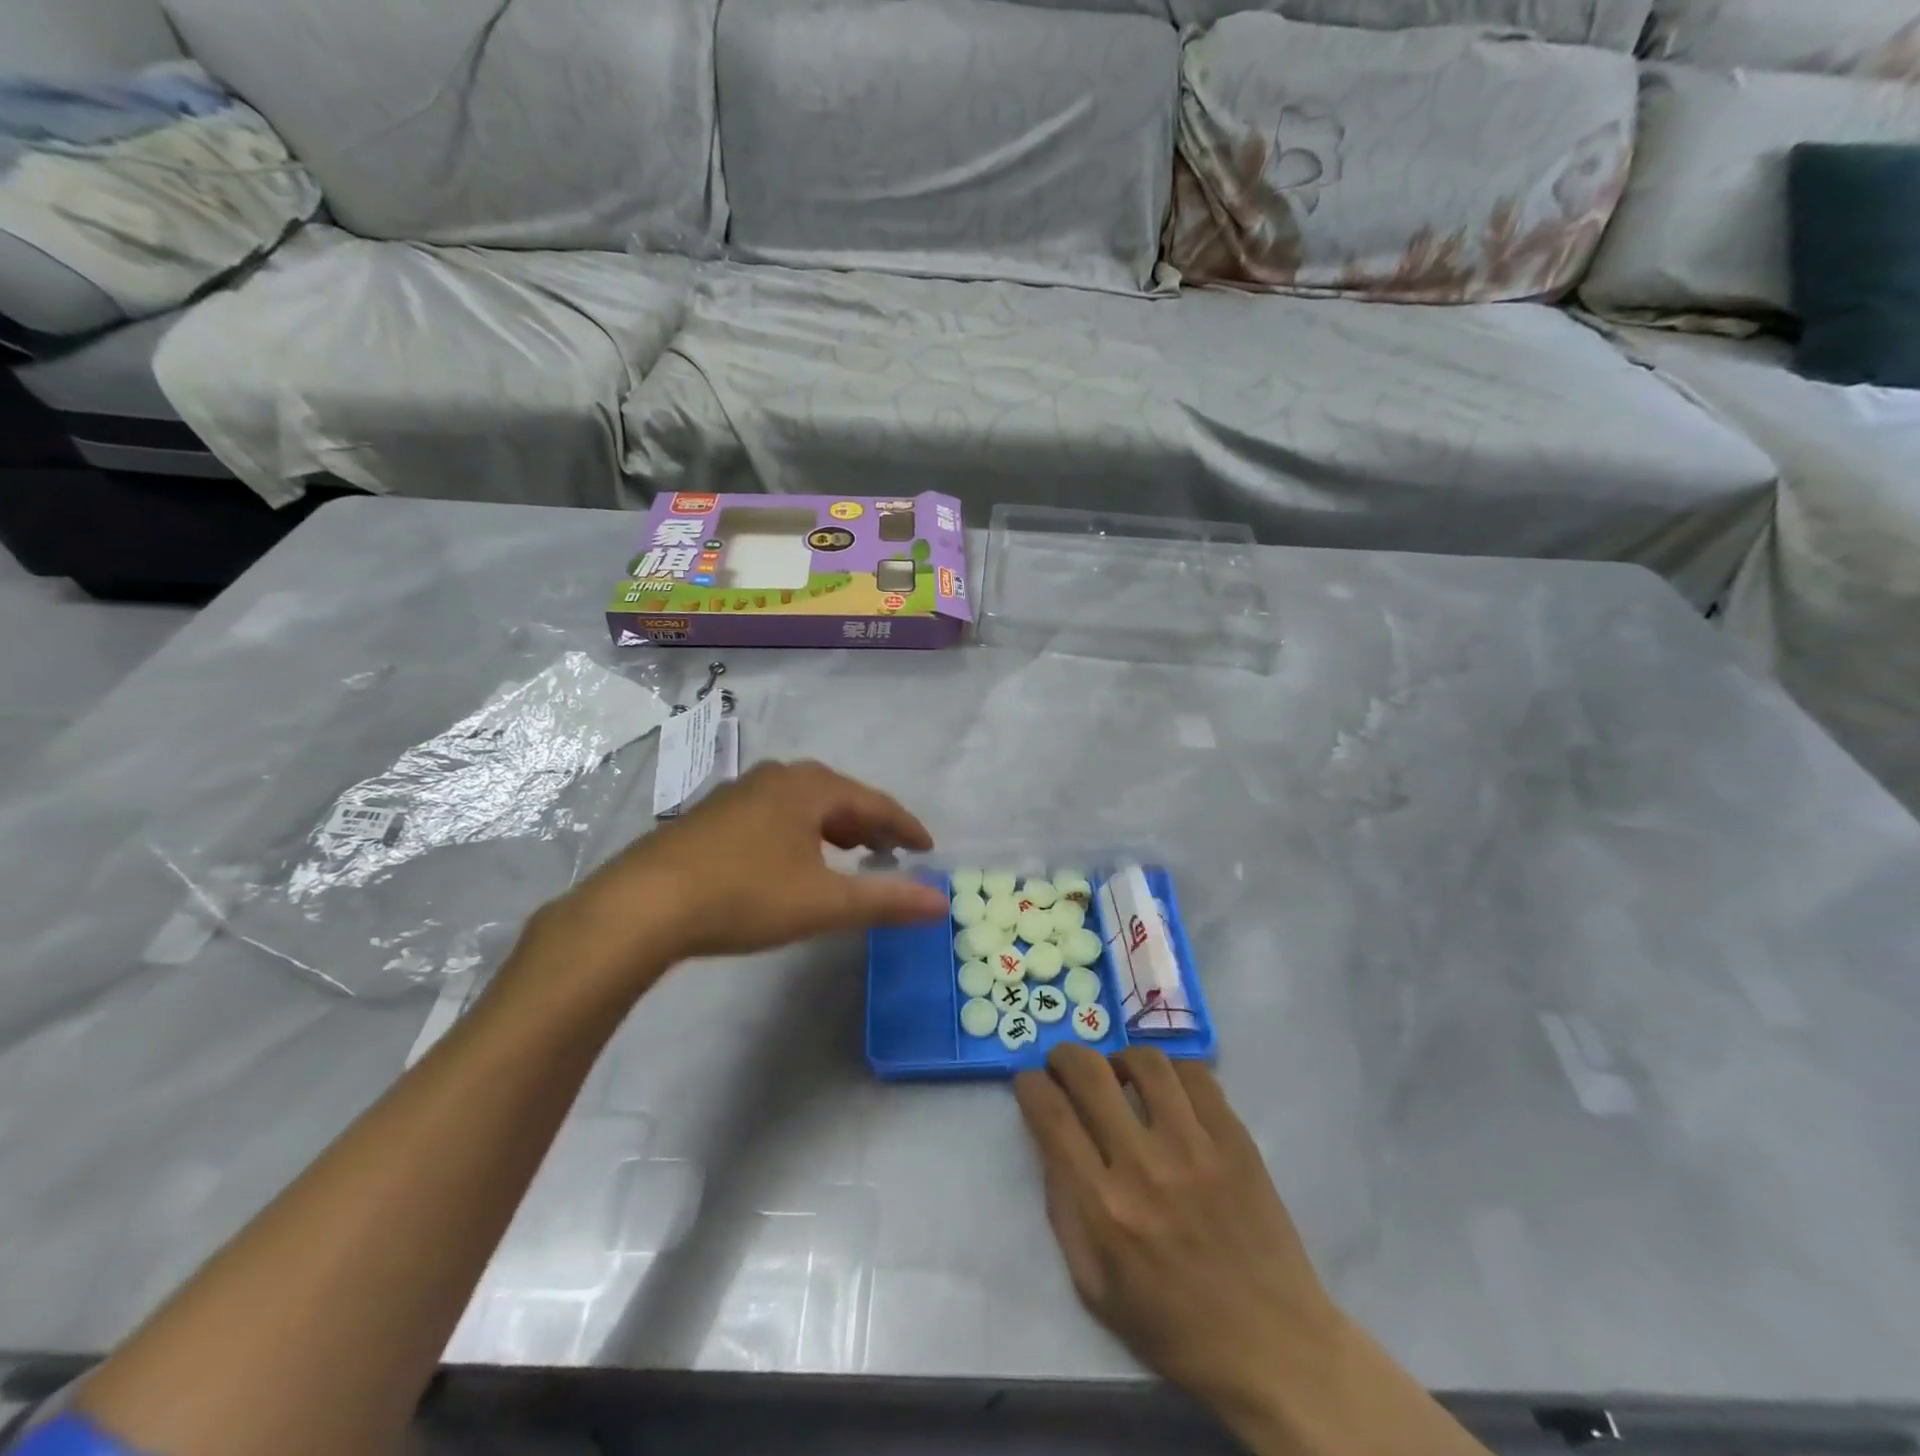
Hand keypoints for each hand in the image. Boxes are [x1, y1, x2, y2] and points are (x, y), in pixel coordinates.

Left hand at [515, 760, 947, 1004]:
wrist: (643, 905)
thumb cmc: (745, 895)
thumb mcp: (824, 903)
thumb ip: (886, 901)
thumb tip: (942, 903)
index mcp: (809, 787)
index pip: (874, 802)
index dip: (905, 826)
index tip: (927, 849)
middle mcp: (776, 778)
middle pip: (839, 795)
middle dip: (869, 823)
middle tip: (890, 850)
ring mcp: (739, 793)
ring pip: (803, 803)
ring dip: (833, 826)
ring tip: (848, 852)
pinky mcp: (712, 815)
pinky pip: (775, 814)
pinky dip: (800, 832)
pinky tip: (792, 859)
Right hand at [1015, 1046, 1339, 1425]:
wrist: (1274, 1347)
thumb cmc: (1175, 1327)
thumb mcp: (1095, 1287)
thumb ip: (1064, 1212)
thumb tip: (1051, 1145)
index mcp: (1104, 1208)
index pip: (1051, 1116)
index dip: (1030, 1086)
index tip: (1029, 1082)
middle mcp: (1144, 1166)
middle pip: (1090, 1073)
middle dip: (1064, 1056)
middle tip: (1063, 1064)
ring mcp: (1195, 1147)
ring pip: (1145, 1062)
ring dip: (1120, 1058)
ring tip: (1120, 1074)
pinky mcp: (1235, 1140)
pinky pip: (1196, 1076)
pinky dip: (1171, 1071)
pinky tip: (1167, 1088)